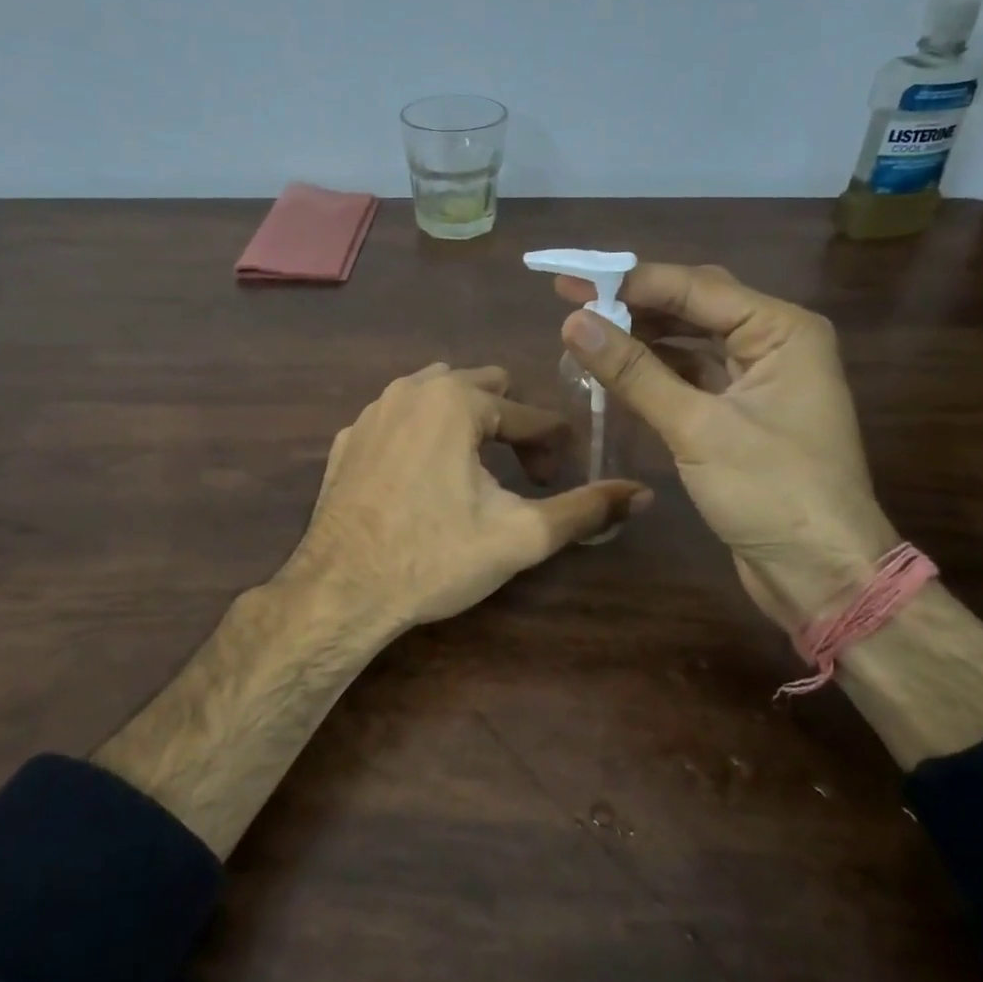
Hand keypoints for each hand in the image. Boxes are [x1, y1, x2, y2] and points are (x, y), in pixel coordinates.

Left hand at [286, 363, 650, 635]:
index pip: (528, 413)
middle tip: (523, 475)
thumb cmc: (434, 558)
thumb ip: (584, 509)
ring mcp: (371, 412)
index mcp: (455, 400)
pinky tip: (424, 481)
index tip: (559, 481)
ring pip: (437, 397)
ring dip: (467, 425)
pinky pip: (399, 421)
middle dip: (511, 426)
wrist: (340, 592)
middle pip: (484, 389)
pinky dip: (422, 438)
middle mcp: (410, 389)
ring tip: (478, 472)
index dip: (554, 447)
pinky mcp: (347, 440)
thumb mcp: (520, 536)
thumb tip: (642, 493)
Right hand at [555, 264, 895, 632]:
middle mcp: (775, 343)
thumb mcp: (697, 428)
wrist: (821, 575)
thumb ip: (635, 372)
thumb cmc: (772, 493)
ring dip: (642, 336)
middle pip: (695, 306)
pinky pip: (693, 375)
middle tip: (571, 300)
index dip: (628, 282)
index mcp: (782, 330)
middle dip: (634, 303)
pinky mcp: (743, 412)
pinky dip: (655, 371)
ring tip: (586, 331)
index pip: (695, 287)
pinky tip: (616, 369)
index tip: (569, 281)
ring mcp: (760, 379)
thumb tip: (574, 322)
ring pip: (691, 340)